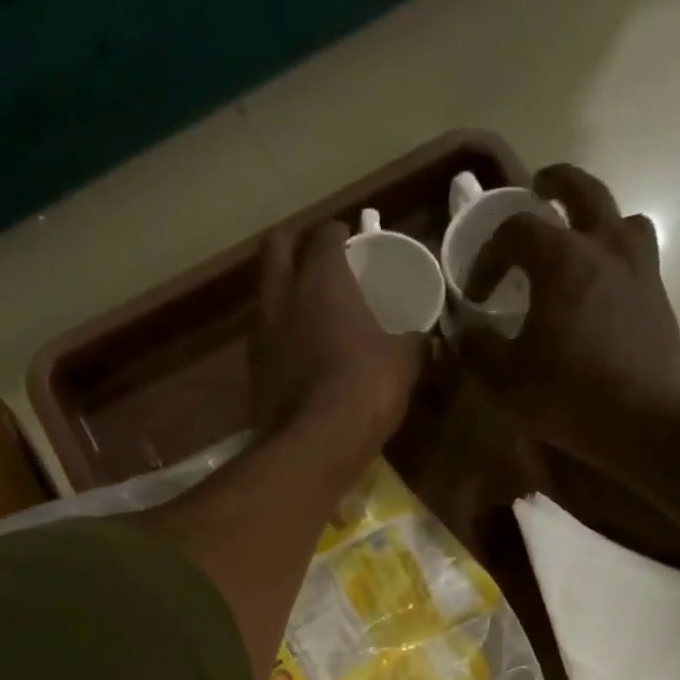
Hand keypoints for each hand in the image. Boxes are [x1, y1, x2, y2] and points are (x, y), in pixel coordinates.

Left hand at [250, 220, 424, 473]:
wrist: (312, 446)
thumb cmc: (363, 389)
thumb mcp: (403, 364)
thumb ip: (414, 344)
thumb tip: (426, 341)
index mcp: (321, 278)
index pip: (323, 234)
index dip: (337, 233)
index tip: (350, 240)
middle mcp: (282, 296)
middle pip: (277, 246)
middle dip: (295, 243)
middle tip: (316, 257)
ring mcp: (260, 335)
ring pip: (264, 293)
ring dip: (282, 291)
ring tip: (306, 306)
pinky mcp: (252, 372)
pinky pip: (263, 337)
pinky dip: (278, 334)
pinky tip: (297, 350)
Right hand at [456, 165, 679, 451]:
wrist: (642, 419)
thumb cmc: (565, 395)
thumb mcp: (503, 380)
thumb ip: (477, 349)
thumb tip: (464, 333)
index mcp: (562, 258)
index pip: (517, 230)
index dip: (489, 254)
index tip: (476, 291)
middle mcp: (605, 247)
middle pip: (582, 191)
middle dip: (555, 185)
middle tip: (538, 189)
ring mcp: (640, 268)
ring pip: (620, 218)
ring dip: (596, 220)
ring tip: (579, 242)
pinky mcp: (658, 296)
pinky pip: (635, 256)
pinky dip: (614, 257)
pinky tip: (601, 289)